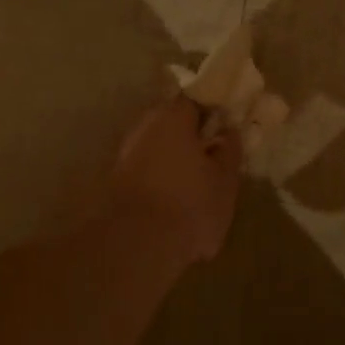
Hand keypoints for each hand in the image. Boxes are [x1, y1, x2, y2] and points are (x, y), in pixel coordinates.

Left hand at [105, 97, 242, 267]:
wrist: (135, 246)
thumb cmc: (190, 206)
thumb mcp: (225, 181)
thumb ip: (230, 152)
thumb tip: (229, 132)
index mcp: (173, 117)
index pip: (196, 98)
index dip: (214, 109)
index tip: (228, 125)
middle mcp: (144, 128)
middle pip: (173, 122)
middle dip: (192, 135)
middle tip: (215, 155)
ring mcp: (125, 155)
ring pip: (157, 147)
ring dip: (175, 158)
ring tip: (197, 183)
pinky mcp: (115, 182)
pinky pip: (146, 170)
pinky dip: (161, 178)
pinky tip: (175, 200)